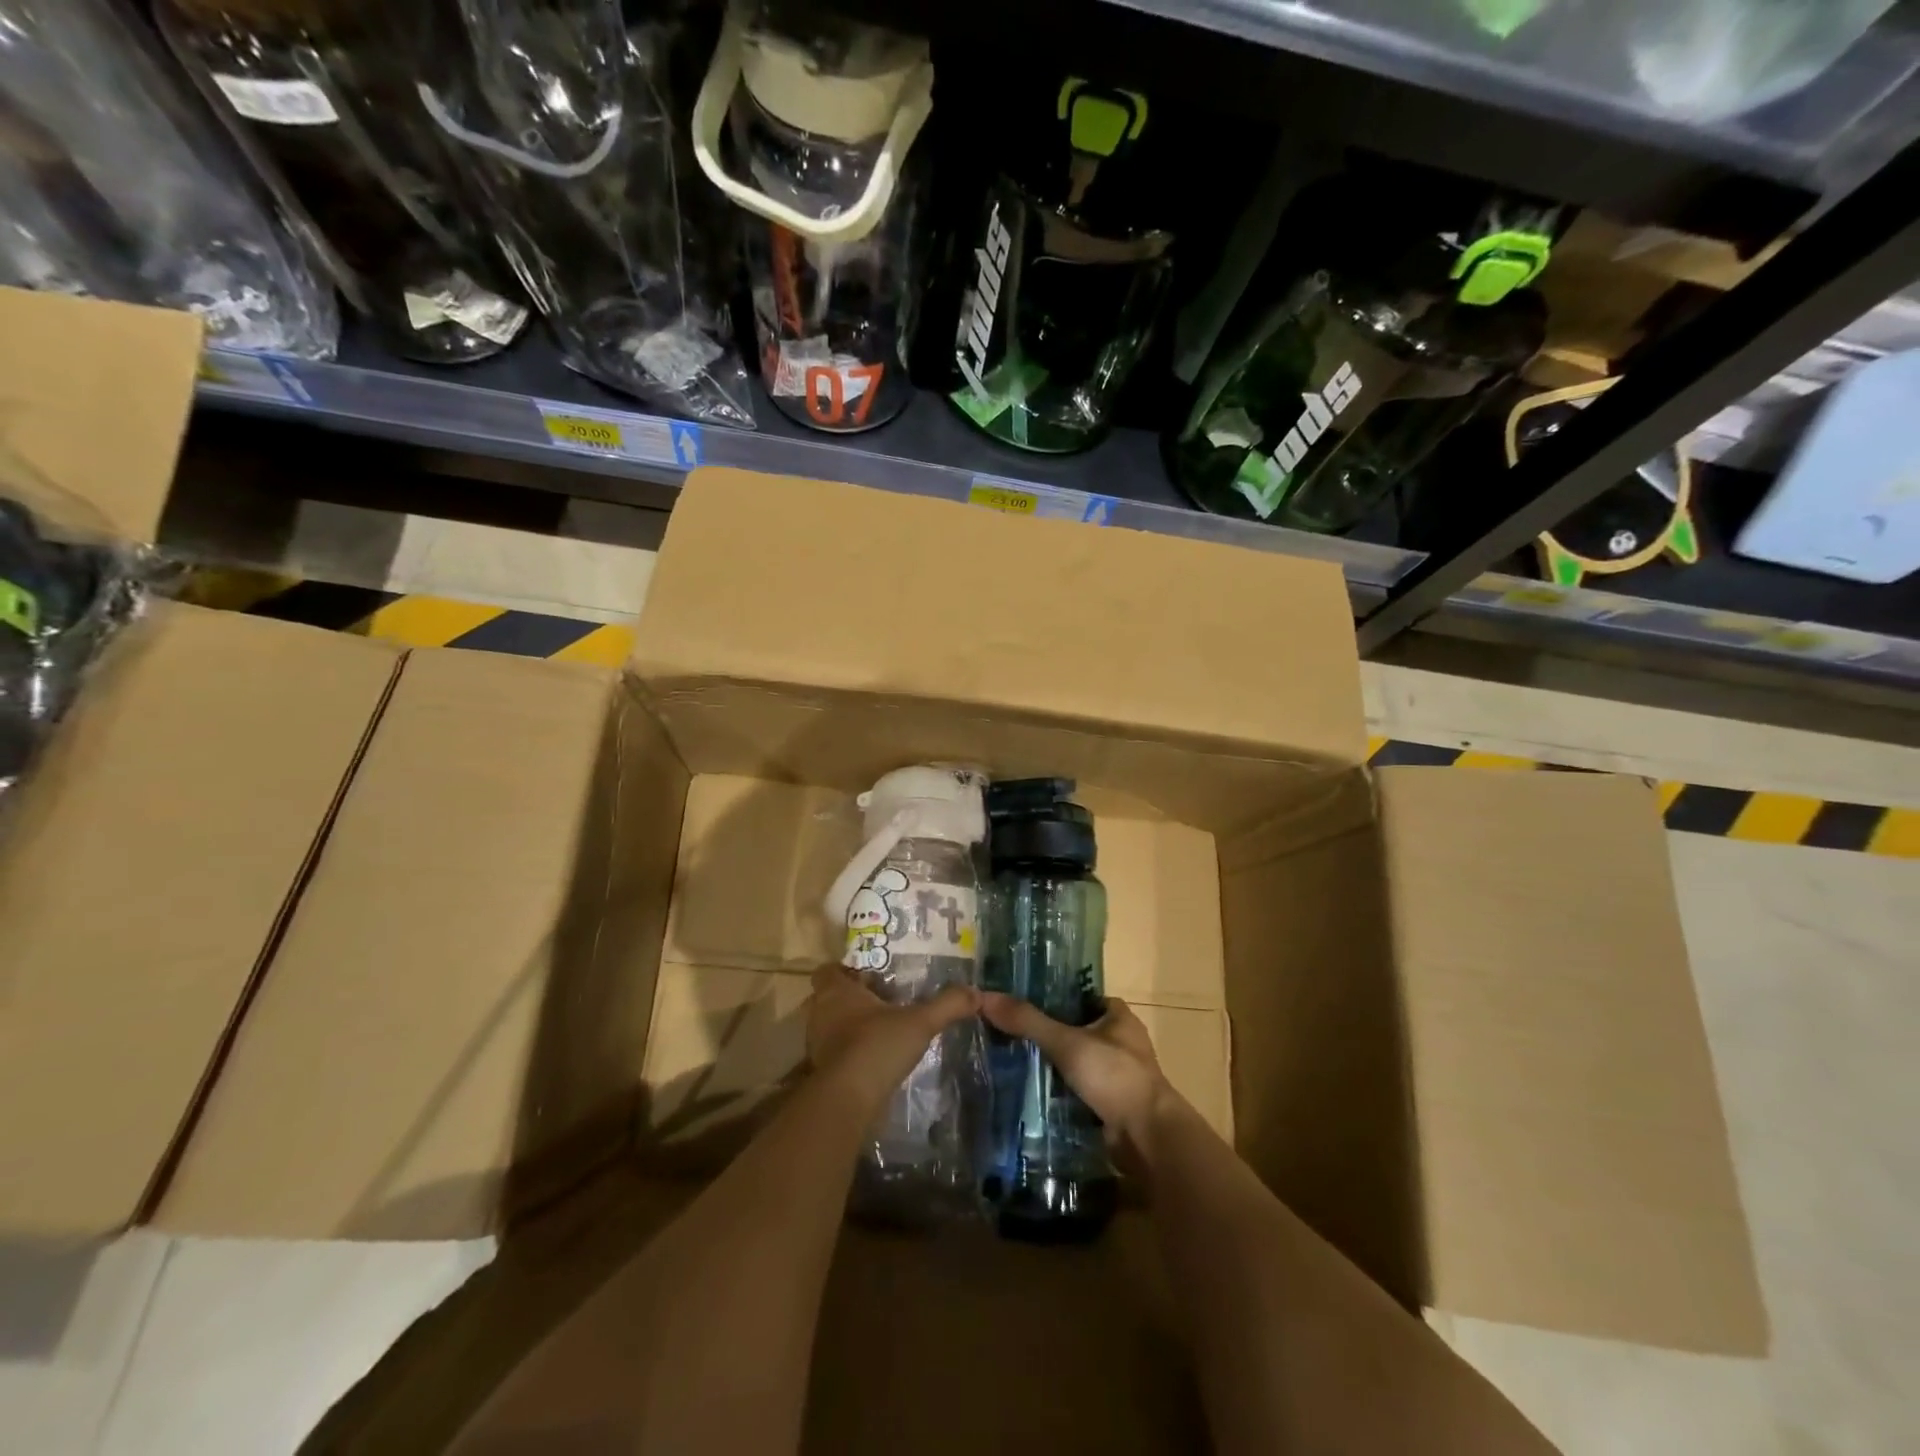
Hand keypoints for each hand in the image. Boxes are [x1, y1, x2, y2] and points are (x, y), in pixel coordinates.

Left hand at [807, 964, 979, 1106]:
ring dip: (846, 1027)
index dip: (843, 970)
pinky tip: (871, 1059)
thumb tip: (976, 992)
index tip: (867, 976)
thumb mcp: (920, 1022)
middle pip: (827, 998)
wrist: (848, 1100)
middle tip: (878, 1001)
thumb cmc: (877, 1046)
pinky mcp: (820, 1072)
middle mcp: (820, 1013)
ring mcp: (815, 1044)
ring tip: (878, 1030)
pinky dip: (846, 1054)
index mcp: (837, 991)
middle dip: (848, 999)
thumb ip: (948, 1004)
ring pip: (828, 1026)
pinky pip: (832, 1053)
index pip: (827, 970)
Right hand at [979, 993, 1173, 1158]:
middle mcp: (1122, 1042)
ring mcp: (1118, 1075)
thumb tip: (986, 997)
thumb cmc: (1114, 1076)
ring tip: (1012, 1060)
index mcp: (1119, 1017)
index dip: (1053, 997)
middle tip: (1009, 1032)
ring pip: (1076, 1062)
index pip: (1080, 997)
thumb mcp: (1067, 1043)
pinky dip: (1059, 1092)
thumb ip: (1028, 1021)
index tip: (1021, 1001)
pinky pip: (1078, 1090)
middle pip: (1076, 1030)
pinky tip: (1030, 1092)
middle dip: (1048, 1033)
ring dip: (1052, 1065)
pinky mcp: (1111, 1105)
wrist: (1147, 1137)